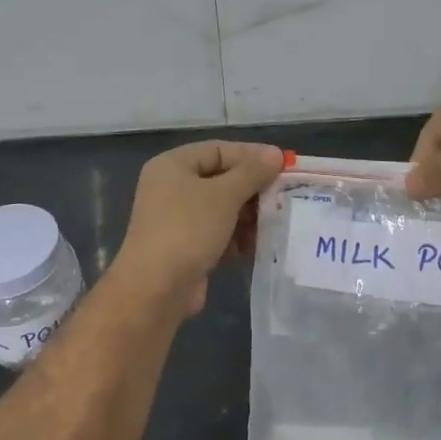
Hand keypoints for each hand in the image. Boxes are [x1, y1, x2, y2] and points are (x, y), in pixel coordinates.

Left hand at [112, 141, 284, 315]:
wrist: (156, 289)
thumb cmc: (188, 229)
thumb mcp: (224, 195)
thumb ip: (252, 172)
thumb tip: (275, 154)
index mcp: (173, 165)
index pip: (218, 150)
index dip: (251, 155)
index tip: (283, 165)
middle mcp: (171, 188)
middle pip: (221, 179)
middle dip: (253, 189)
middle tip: (284, 196)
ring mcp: (177, 219)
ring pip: (222, 209)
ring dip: (249, 216)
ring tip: (274, 223)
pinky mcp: (186, 247)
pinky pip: (218, 233)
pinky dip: (237, 237)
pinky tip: (256, 246)